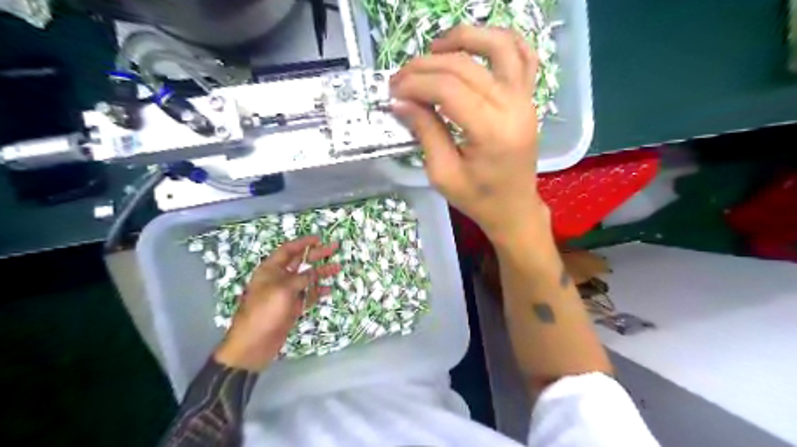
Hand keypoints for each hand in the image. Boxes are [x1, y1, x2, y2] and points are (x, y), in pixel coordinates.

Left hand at [216, 236, 339, 372]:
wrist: (254, 344)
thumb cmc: (264, 312)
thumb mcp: (283, 290)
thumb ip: (300, 278)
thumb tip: (313, 272)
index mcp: (270, 270)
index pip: (288, 250)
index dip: (303, 243)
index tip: (319, 238)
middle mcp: (279, 278)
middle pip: (300, 262)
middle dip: (317, 255)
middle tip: (334, 248)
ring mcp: (286, 293)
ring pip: (307, 278)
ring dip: (321, 273)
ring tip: (337, 268)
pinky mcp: (292, 307)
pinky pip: (308, 295)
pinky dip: (318, 292)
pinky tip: (330, 289)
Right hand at [391, 24, 548, 243]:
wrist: (514, 208)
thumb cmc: (478, 199)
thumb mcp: (443, 174)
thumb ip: (425, 132)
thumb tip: (400, 101)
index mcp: (491, 132)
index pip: (448, 89)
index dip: (415, 84)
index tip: (393, 91)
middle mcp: (513, 107)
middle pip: (465, 67)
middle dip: (426, 66)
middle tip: (400, 78)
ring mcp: (525, 99)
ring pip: (499, 46)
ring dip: (465, 38)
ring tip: (435, 48)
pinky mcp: (528, 98)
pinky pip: (524, 55)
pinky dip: (501, 41)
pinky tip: (476, 46)